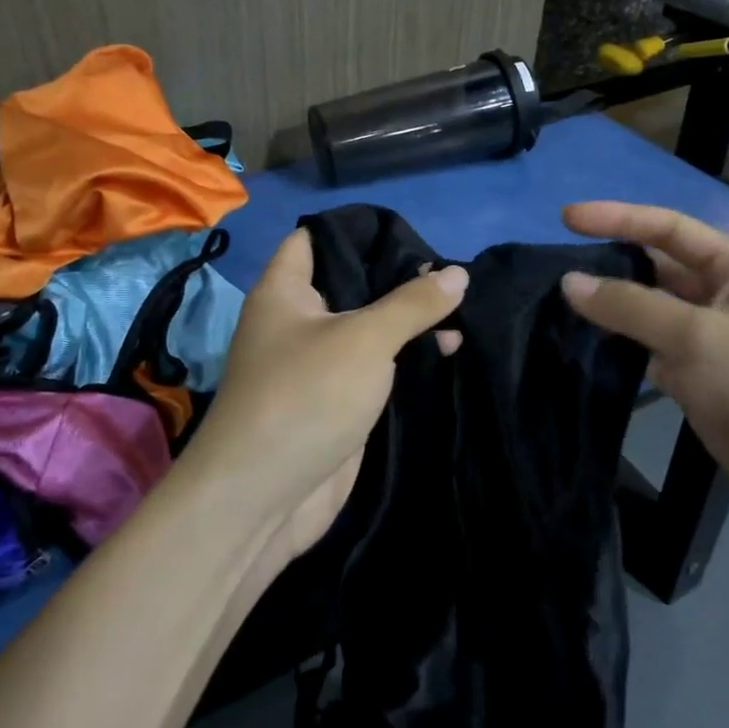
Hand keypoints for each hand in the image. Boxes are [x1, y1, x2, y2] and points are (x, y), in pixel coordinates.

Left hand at [178, 229, 467, 560]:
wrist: (265, 498)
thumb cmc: (306, 397)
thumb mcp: (364, 339)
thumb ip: (412, 304)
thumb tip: (458, 272)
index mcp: (285, 292)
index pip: (316, 238)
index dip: (357, 229)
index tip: (409, 231)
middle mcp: (298, 322)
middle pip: (350, 284)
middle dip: (397, 277)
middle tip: (451, 272)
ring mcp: (319, 365)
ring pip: (368, 329)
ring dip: (409, 322)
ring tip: (463, 311)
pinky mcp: (338, 403)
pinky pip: (376, 369)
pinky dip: (407, 360)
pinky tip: (449, 350)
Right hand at [559, 202, 728, 553]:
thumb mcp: (700, 338)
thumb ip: (631, 307)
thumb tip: (570, 281)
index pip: (669, 228)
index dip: (617, 218)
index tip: (565, 218)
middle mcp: (726, 299)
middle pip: (658, 271)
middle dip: (611, 265)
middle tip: (552, 270)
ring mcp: (716, 345)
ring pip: (653, 317)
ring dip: (613, 312)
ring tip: (557, 308)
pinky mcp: (706, 386)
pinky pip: (656, 357)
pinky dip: (625, 353)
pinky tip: (588, 353)